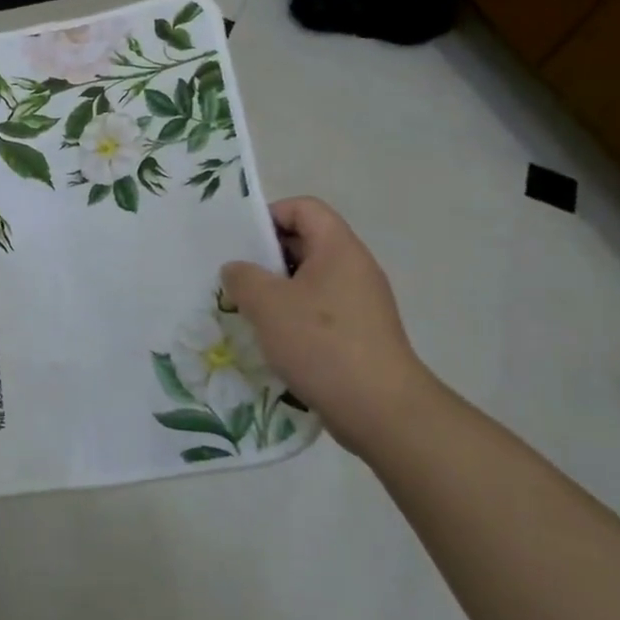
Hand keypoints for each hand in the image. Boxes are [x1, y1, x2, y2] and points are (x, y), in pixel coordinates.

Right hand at [222, 197, 440, 458]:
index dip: (270, 216)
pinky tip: (274, 341)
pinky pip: (320, 310)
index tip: (243, 245)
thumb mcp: (268, 304)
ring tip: (249, 313)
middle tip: (237, 280)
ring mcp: (361, 303)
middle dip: (267, 257)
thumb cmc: (322, 344)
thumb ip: (243, 277)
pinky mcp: (360, 335)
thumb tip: (238, 270)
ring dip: (277, 291)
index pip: (304, 208)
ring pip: (310, 280)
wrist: (382, 411)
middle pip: (306, 243)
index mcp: (339, 249)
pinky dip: (294, 318)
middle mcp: (355, 268)